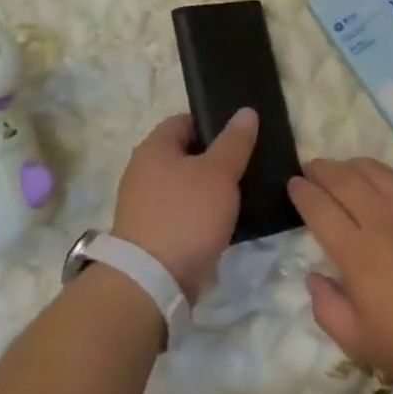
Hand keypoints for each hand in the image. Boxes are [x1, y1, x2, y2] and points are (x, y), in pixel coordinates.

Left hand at [112, 109, 257, 303]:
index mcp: (154, 148)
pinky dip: (203, 215)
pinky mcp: (153, 234)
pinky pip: (183, 214)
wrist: (152, 281)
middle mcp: (143, 171)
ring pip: (187, 187)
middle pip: (186, 154)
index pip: (185, 121)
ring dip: (211, 190)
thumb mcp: (219, 173)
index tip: (242, 135)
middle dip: (216, 159)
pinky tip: (227, 222)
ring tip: (244, 193)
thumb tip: (246, 111)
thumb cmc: (186, 215)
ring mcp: (145, 205)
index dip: (213, 123)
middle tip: (249, 164)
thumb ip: (234, 142)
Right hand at [289, 159, 392, 393]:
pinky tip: (389, 185)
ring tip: (344, 172)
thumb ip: (329, 310)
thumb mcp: (365, 346)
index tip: (293, 186)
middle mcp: (381, 215)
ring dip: (351, 166)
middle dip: (320, 170)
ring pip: (373, 168)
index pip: (318, 206)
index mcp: (357, 250)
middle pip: (341, 177)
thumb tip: (314, 277)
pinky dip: (387, 175)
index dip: (301, 192)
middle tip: (311, 170)